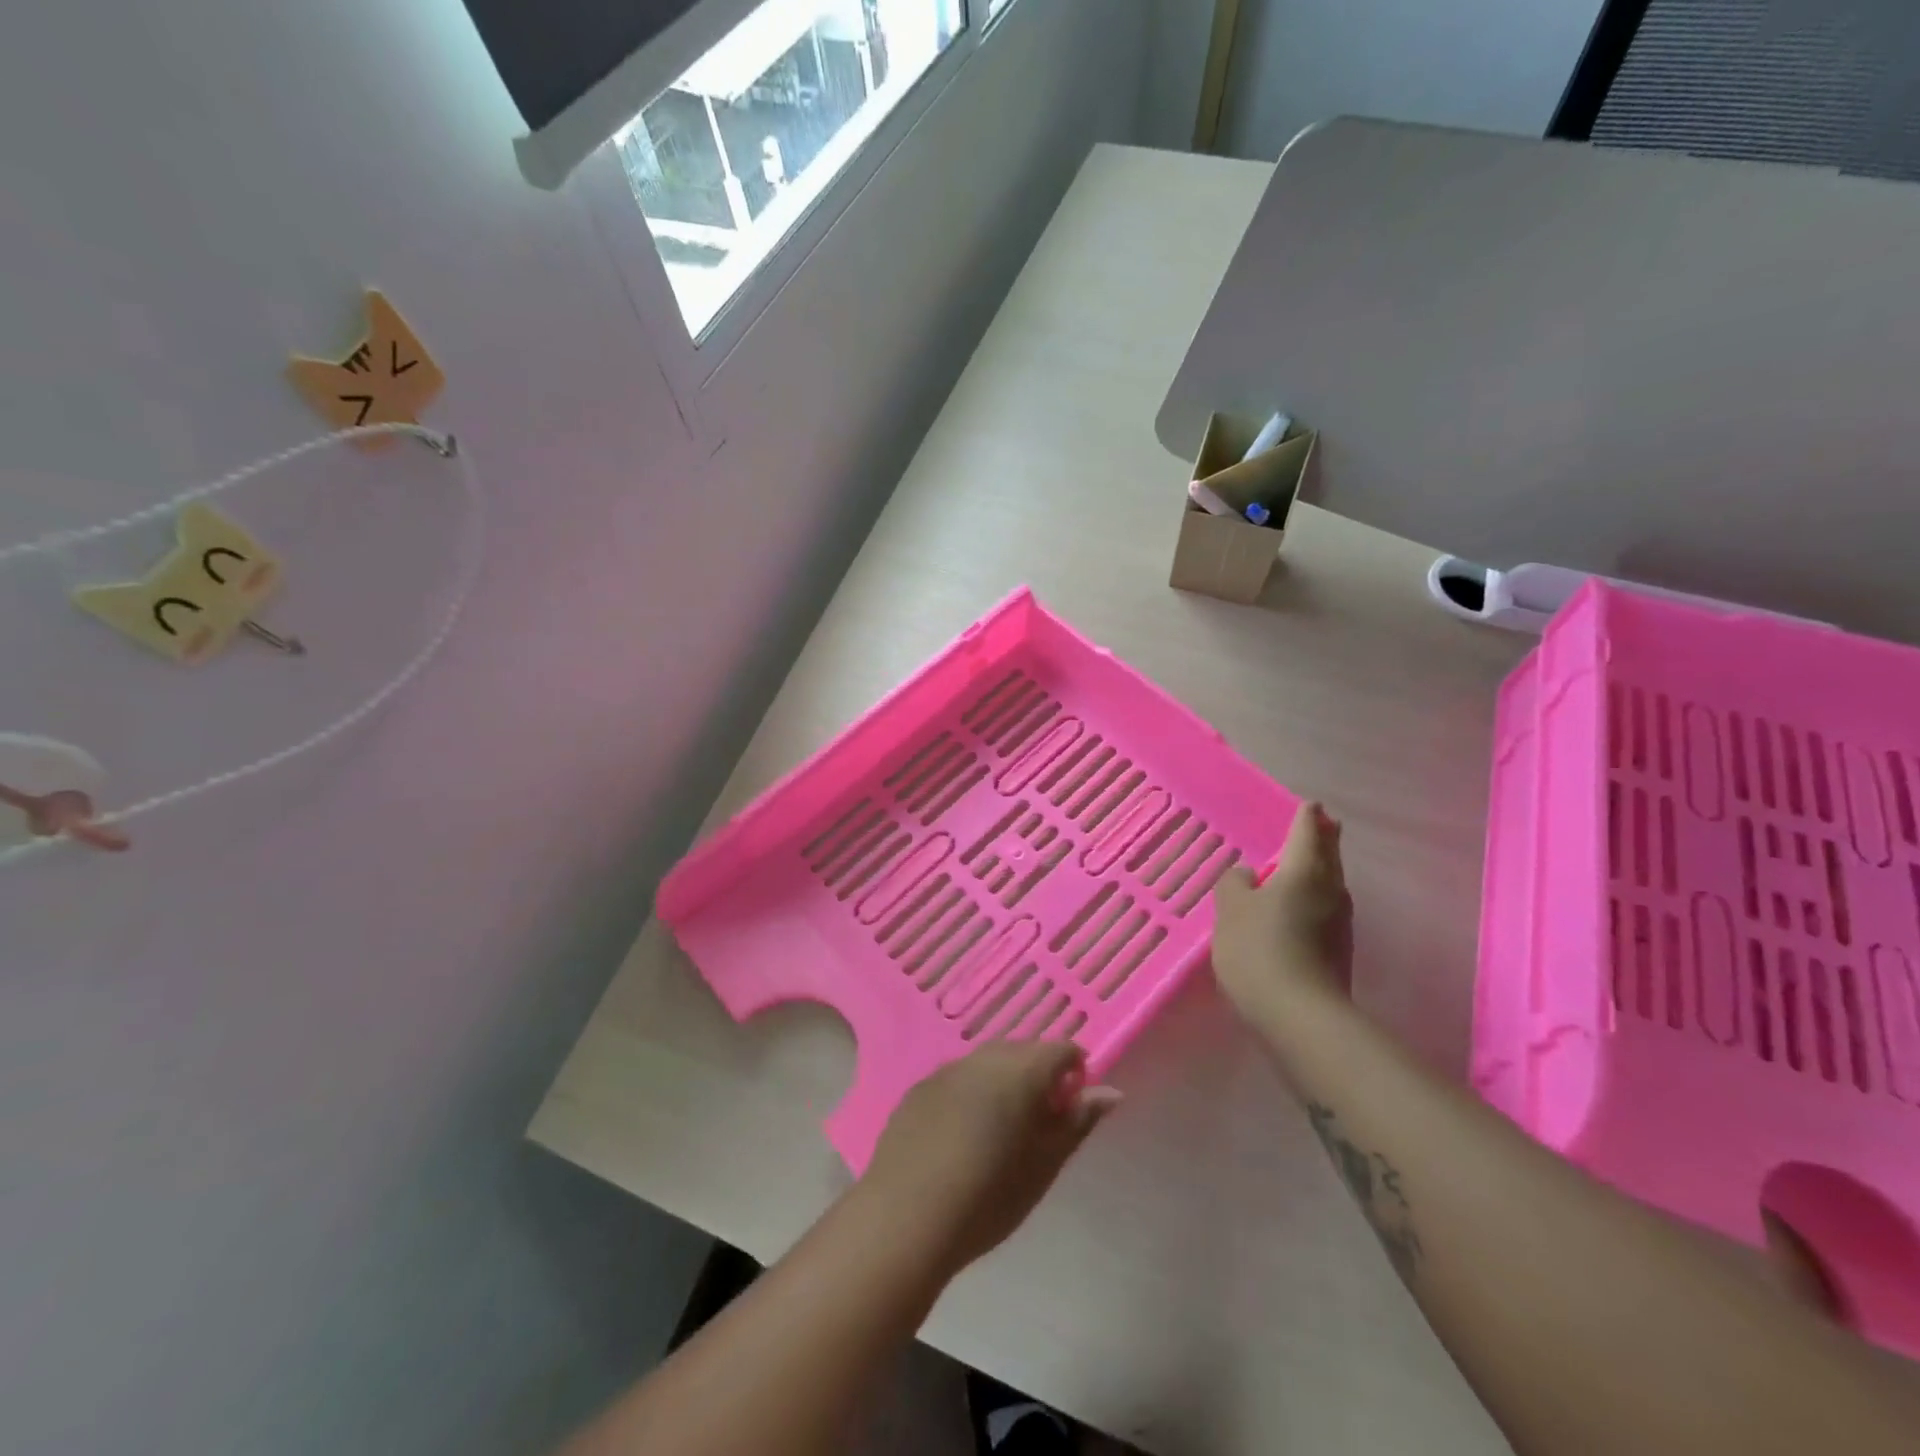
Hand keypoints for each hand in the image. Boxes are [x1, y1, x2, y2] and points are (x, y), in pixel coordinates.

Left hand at [860, 1041, 1119, 1273]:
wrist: (906, 1216)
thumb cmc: (989, 1196)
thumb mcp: (1045, 1165)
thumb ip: (1078, 1122)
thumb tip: (1110, 1091)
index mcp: (1021, 1070)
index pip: (1061, 1049)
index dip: (1073, 1073)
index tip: (1069, 1111)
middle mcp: (983, 1058)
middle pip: (1022, 1051)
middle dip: (1037, 1076)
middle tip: (1039, 1125)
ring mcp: (946, 1070)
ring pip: (986, 1063)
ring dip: (1001, 1083)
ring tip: (1000, 1132)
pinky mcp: (918, 1088)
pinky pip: (956, 1080)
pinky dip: (969, 1094)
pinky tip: (960, 1137)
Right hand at [1211, 801, 1352, 1030]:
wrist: (1299, 1016)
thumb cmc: (1260, 949)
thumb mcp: (1231, 908)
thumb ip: (1235, 883)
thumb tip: (1248, 876)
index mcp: (1304, 871)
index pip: (1307, 831)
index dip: (1305, 816)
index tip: (1308, 805)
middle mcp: (1330, 890)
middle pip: (1329, 855)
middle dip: (1323, 838)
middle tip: (1317, 825)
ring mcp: (1340, 922)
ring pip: (1331, 883)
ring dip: (1319, 869)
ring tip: (1300, 864)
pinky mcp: (1338, 951)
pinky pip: (1325, 909)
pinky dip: (1314, 898)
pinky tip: (1296, 908)